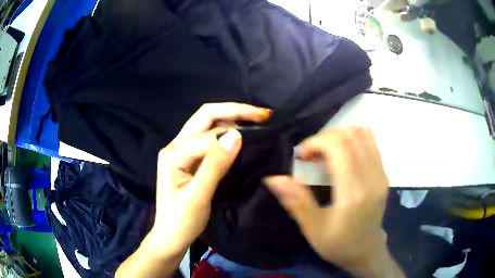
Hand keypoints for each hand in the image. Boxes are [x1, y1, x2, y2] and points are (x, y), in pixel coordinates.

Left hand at [148, 103, 270, 256]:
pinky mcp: (190, 159)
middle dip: (235, 111)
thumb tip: (237, 135)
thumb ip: (215, 165)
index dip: (235, 133)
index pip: (208, 135)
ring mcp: (182, 151)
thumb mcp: (198, 196)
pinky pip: (210, 138)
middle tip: (263, 114)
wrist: (171, 236)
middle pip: (206, 117)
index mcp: (173, 153)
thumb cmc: (181, 221)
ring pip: (208, 125)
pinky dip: (228, 132)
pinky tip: (242, 134)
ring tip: (257, 119)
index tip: (263, 132)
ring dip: (232, 119)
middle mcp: (176, 145)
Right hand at [264, 127, 401, 276]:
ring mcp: (381, 173)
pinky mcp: (384, 172)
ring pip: (361, 133)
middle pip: (350, 135)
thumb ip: (295, 201)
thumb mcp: (313, 229)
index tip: (302, 156)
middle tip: (311, 156)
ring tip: (326, 153)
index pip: (339, 146)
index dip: (316, 142)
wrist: (366, 250)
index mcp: (354, 192)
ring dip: (339, 136)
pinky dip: (352, 139)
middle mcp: (372, 177)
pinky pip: (370, 141)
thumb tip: (273, 178)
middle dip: (325, 138)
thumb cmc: (338, 244)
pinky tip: (342, 156)